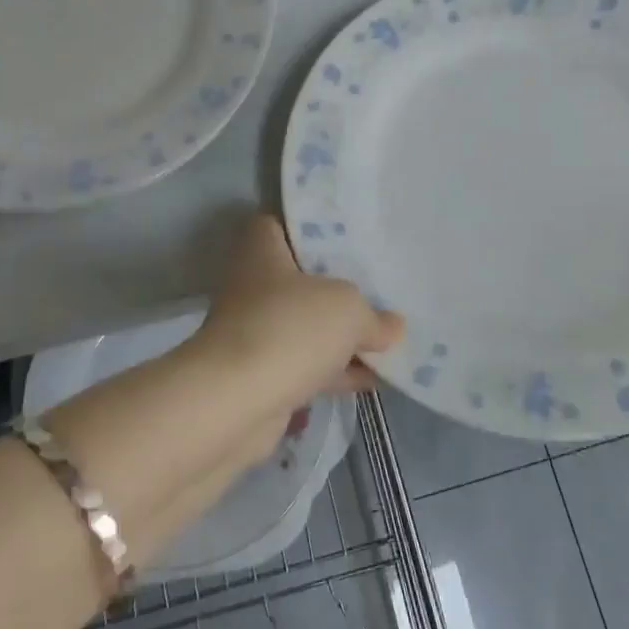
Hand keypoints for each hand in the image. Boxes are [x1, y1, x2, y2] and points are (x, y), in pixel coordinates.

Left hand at [187, 216, 403, 466]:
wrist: (236, 403)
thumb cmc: (289, 329)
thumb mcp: (347, 309)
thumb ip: (373, 316)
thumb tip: (391, 327)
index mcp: (262, 251)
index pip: (281, 225)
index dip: (312, 228)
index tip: (348, 236)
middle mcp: (254, 287)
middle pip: (301, 278)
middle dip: (339, 287)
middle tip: (380, 286)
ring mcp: (258, 333)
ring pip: (307, 325)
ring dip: (342, 335)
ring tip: (389, 335)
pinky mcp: (264, 375)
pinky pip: (308, 365)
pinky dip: (337, 371)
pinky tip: (376, 378)